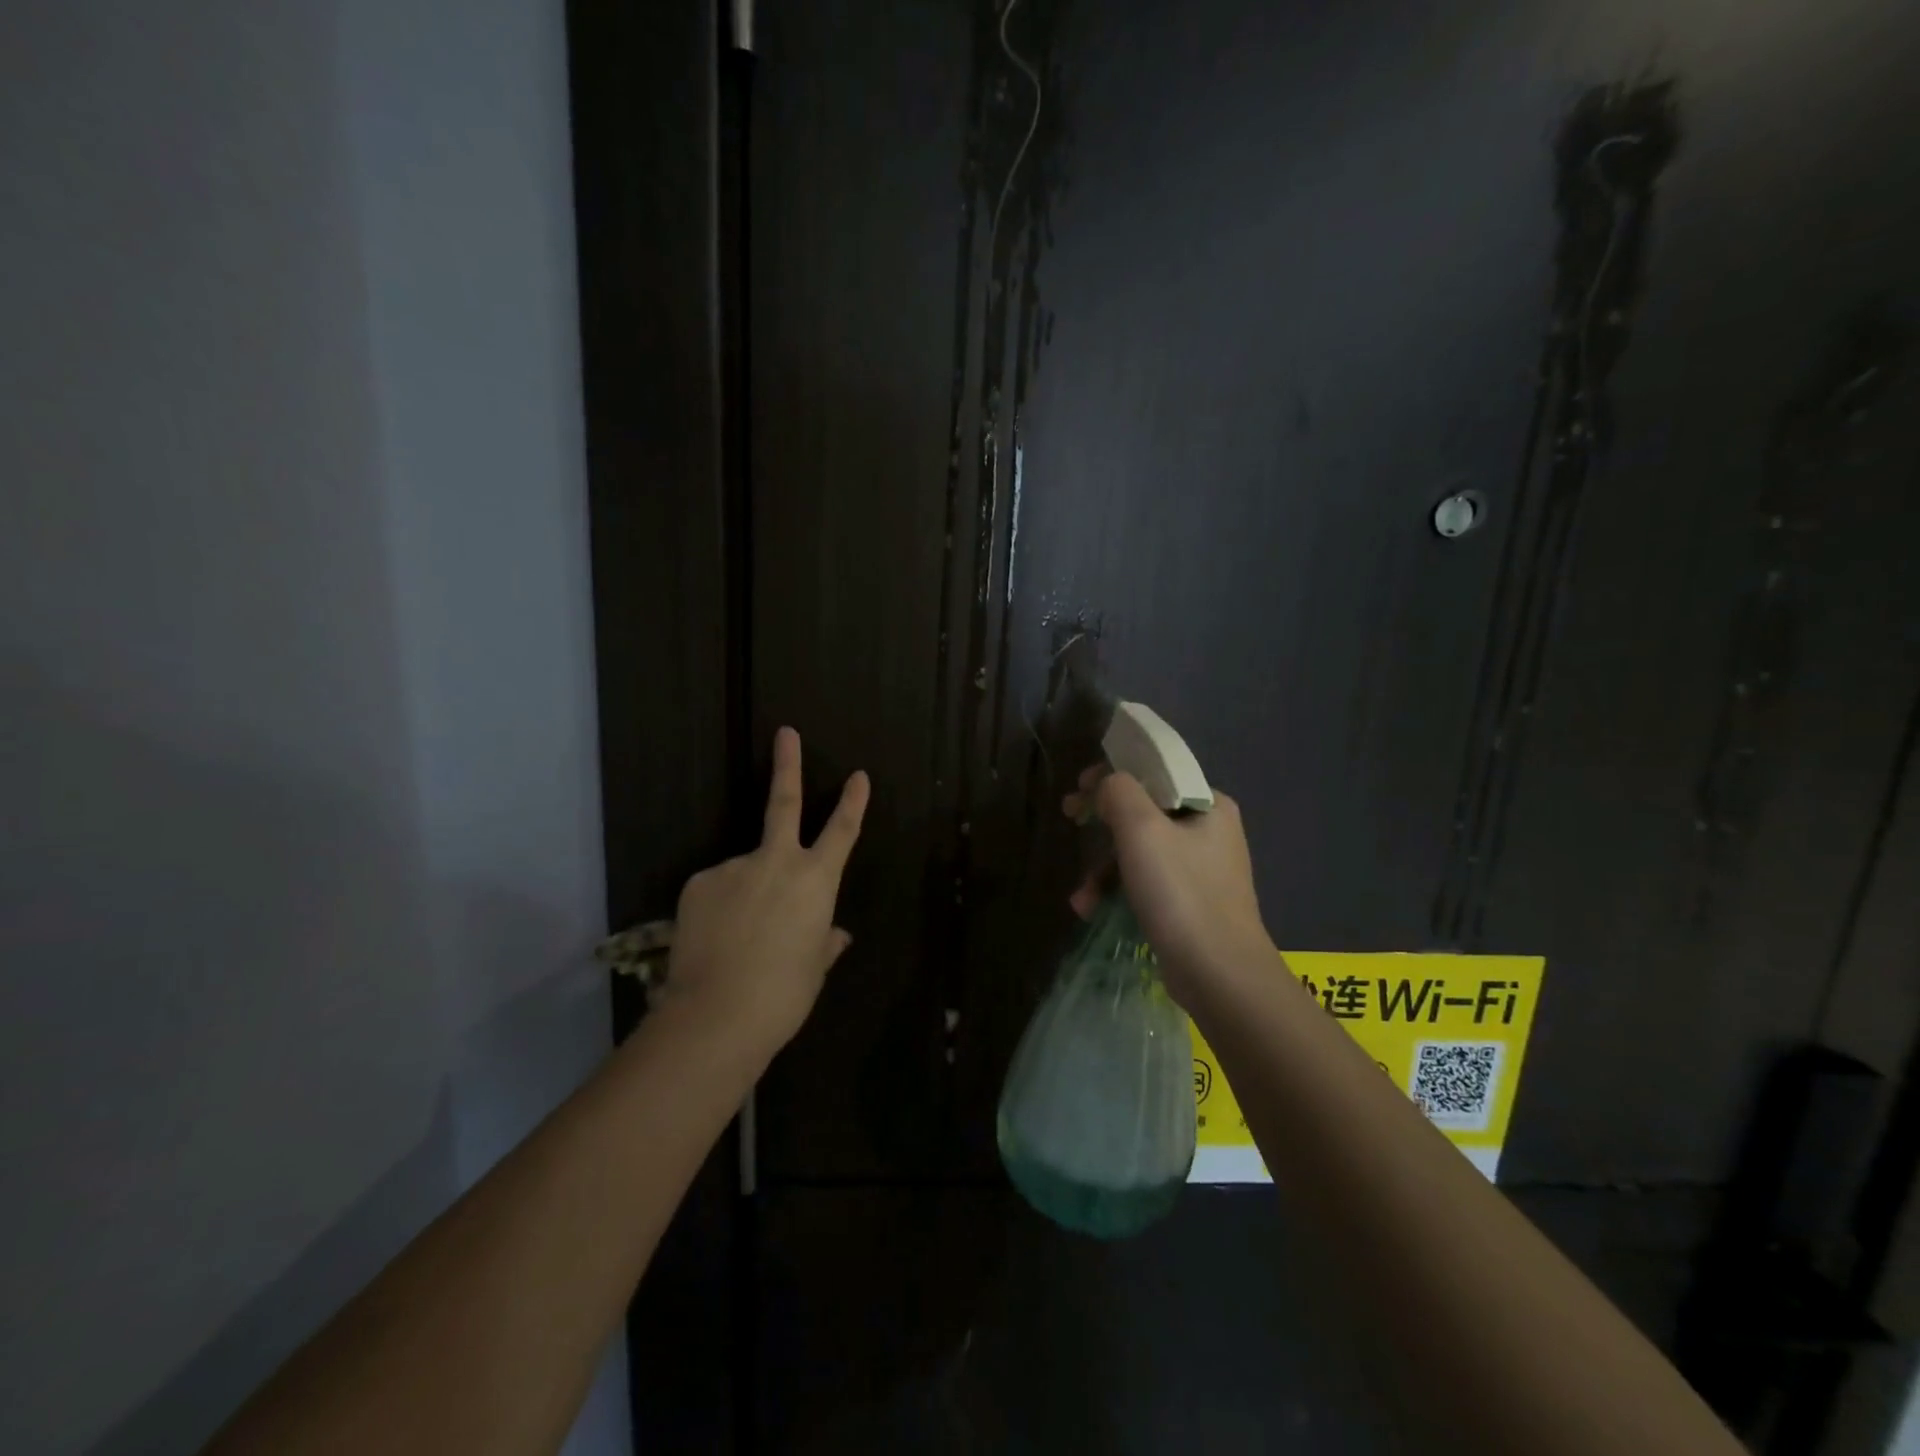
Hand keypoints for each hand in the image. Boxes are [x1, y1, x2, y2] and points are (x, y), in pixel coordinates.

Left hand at [661, 727, 868, 1058]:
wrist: (717, 1015)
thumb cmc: (783, 994)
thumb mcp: (812, 968)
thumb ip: (823, 943)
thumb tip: (834, 936)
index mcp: (815, 881)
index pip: (842, 832)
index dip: (853, 802)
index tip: (859, 775)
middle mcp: (776, 862)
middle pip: (784, 803)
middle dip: (788, 765)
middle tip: (786, 732)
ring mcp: (734, 867)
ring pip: (744, 871)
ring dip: (745, 894)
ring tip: (736, 941)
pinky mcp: (699, 882)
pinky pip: (716, 890)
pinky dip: (720, 908)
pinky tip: (715, 940)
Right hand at [1063, 766, 1274, 1008]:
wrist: (1219, 975)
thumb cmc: (1181, 893)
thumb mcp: (1142, 829)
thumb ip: (1119, 791)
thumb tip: (1105, 784)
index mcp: (1209, 805)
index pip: (1155, 774)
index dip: (1112, 776)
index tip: (1079, 789)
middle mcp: (1210, 832)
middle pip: (1143, 813)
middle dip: (1102, 826)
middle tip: (1070, 821)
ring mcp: (1201, 871)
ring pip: (1140, 852)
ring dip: (1103, 869)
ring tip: (1081, 896)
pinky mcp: (1190, 904)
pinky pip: (1146, 883)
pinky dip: (1118, 891)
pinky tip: (1091, 910)